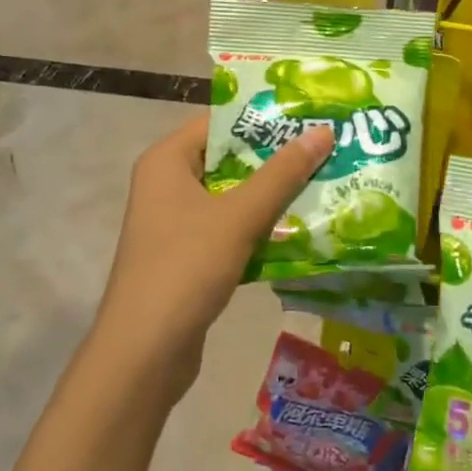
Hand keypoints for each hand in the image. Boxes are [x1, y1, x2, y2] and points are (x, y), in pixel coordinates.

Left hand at [93, 114, 330, 398]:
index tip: (310, 117)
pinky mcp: (188, 255)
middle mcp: (167, 184)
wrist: (144, 353)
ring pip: (233, 196)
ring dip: (273, 196)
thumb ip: (282, 173)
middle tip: (326, 150)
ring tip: (324, 184)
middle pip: (229, 159)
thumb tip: (323, 132)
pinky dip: (260, 228)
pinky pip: (230, 228)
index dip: (265, 118)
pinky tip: (300, 230)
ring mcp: (176, 222)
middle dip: (276, 159)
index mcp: (167, 161)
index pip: (220, 122)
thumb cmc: (186, 268)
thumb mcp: (239, 216)